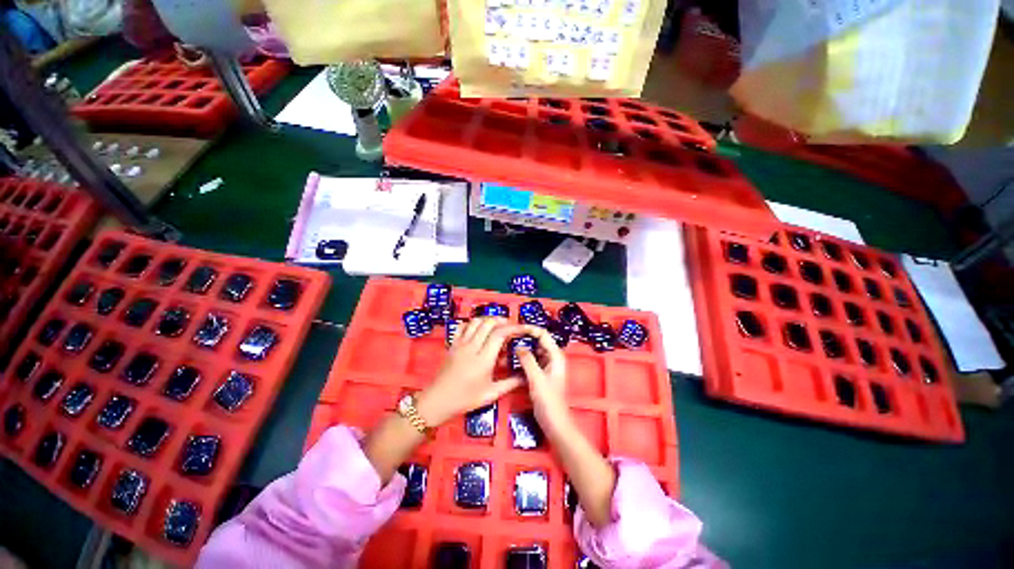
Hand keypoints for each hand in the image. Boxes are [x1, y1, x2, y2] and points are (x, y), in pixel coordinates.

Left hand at [416, 317, 527, 426]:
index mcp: (483, 360)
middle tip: (511, 327)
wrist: (438, 400)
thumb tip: (526, 376)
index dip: (513, 328)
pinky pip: (463, 326)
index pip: (499, 334)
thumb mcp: (491, 394)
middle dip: (502, 320)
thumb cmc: (466, 399)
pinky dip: (473, 323)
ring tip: (497, 325)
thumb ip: (510, 383)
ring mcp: (460, 343)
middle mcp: (472, 347)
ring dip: (488, 319)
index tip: (522, 328)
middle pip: (488, 323)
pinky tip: (479, 329)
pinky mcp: (453, 343)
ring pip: (476, 321)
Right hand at [514, 327, 570, 431]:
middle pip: (538, 341)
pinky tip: (513, 361)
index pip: (543, 334)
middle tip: (509, 338)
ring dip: (523, 350)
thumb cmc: (549, 402)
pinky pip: (531, 361)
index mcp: (556, 356)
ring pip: (533, 351)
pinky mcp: (541, 374)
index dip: (530, 329)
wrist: (554, 422)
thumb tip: (519, 347)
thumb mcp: (536, 379)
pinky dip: (523, 359)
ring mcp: (547, 366)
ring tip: (508, 348)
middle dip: (525, 339)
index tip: (516, 329)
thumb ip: (527, 360)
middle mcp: (553, 358)